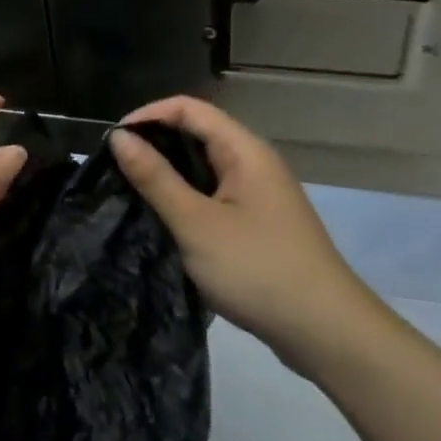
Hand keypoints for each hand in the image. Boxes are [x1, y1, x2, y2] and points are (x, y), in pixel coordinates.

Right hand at [111, 97, 388, 370]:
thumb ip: (155, 178)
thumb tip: (119, 137)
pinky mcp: (260, 222)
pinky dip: (188, 197)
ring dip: (170, 173)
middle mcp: (255, 162)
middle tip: (117, 168)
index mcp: (244, 150)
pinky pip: (216, 194)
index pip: (189, 108)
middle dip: (156, 143)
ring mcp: (260, 194)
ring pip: (206, 166)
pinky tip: (166, 219)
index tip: (114, 141)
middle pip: (199, 133)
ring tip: (133, 191)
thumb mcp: (196, 223)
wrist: (326, 331)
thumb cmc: (257, 269)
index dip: (149, 115)